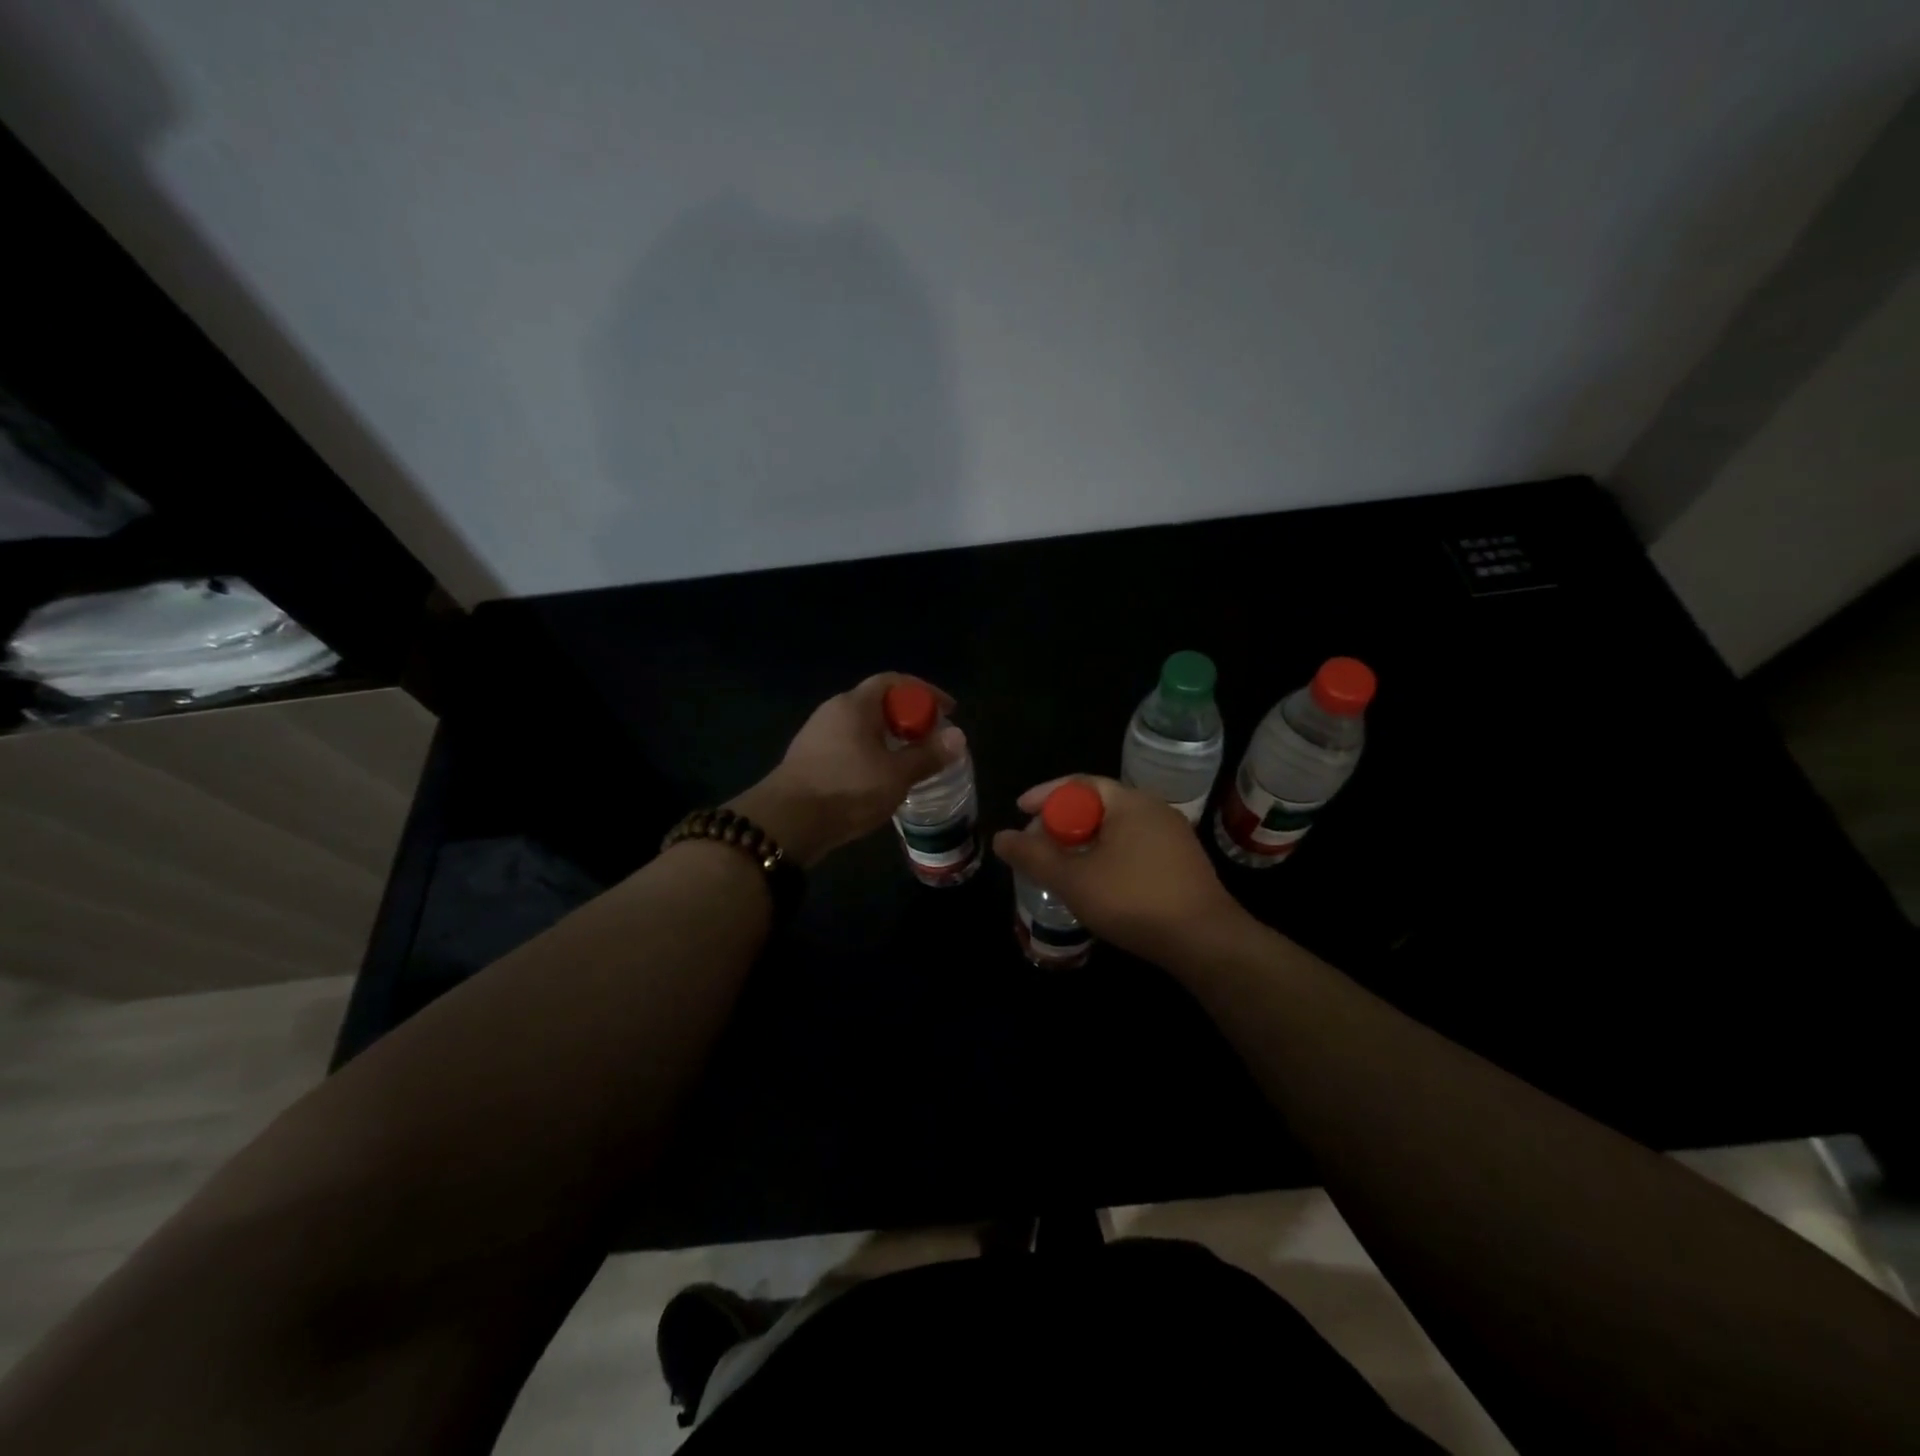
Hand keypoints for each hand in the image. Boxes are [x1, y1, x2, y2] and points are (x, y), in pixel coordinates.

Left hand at [728, 673, 964, 867]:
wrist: (787, 823)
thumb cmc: (847, 790)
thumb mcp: (896, 775)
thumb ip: (928, 755)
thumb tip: (958, 736)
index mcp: (855, 705)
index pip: (895, 681)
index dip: (925, 691)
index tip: (949, 710)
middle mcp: (834, 710)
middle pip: (878, 702)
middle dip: (909, 717)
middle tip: (931, 739)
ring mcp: (817, 733)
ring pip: (862, 726)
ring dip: (889, 737)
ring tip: (910, 760)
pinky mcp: (808, 757)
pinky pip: (848, 743)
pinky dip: (870, 751)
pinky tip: (879, 777)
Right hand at [991, 775, 1248, 967]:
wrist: (1205, 941)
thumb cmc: (1134, 901)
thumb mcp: (1073, 880)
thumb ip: (1033, 856)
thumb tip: (1000, 837)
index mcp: (1129, 802)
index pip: (1079, 783)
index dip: (1045, 795)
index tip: (1020, 811)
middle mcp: (1154, 809)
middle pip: (1097, 804)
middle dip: (1063, 822)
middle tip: (1038, 845)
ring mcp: (1173, 835)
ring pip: (1116, 828)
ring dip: (1085, 841)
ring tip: (1063, 866)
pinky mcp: (1183, 862)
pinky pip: (1134, 845)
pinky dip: (1108, 854)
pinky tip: (1098, 882)